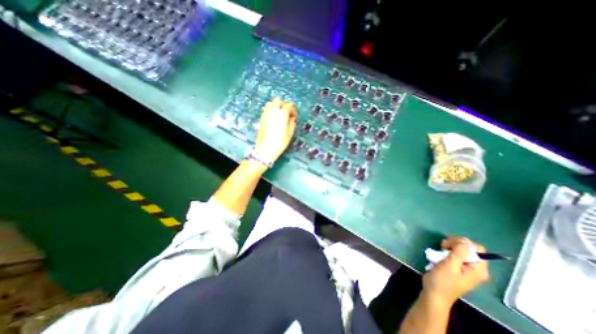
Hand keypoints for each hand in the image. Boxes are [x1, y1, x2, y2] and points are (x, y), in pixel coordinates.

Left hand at [254, 97, 297, 162]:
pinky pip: (266, 109)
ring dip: (276, 106)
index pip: (288, 106)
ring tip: (280, 115)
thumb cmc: (280, 143)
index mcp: (282, 114)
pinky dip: (271, 110)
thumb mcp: (289, 134)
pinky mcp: (261, 118)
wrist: (265, 149)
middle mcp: (273, 111)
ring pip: (271, 103)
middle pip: (278, 101)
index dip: (293, 110)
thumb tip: (292, 118)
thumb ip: (292, 124)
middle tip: (287, 113)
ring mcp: (265, 114)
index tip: (294, 117)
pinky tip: (274, 118)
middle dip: (284, 105)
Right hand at [418, 236, 488, 306]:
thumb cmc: (443, 280)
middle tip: (442, 246)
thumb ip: (459, 252)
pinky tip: (439, 255)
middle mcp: (475, 268)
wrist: (434, 293)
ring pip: (460, 250)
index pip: (477, 248)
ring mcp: (466, 268)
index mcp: (478, 269)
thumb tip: (465, 240)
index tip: (448, 244)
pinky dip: (446, 252)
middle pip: (469, 248)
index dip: (462, 242)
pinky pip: (454, 254)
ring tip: (439, 250)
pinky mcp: (457, 267)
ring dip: (449, 247)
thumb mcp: (450, 265)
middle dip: (454, 243)